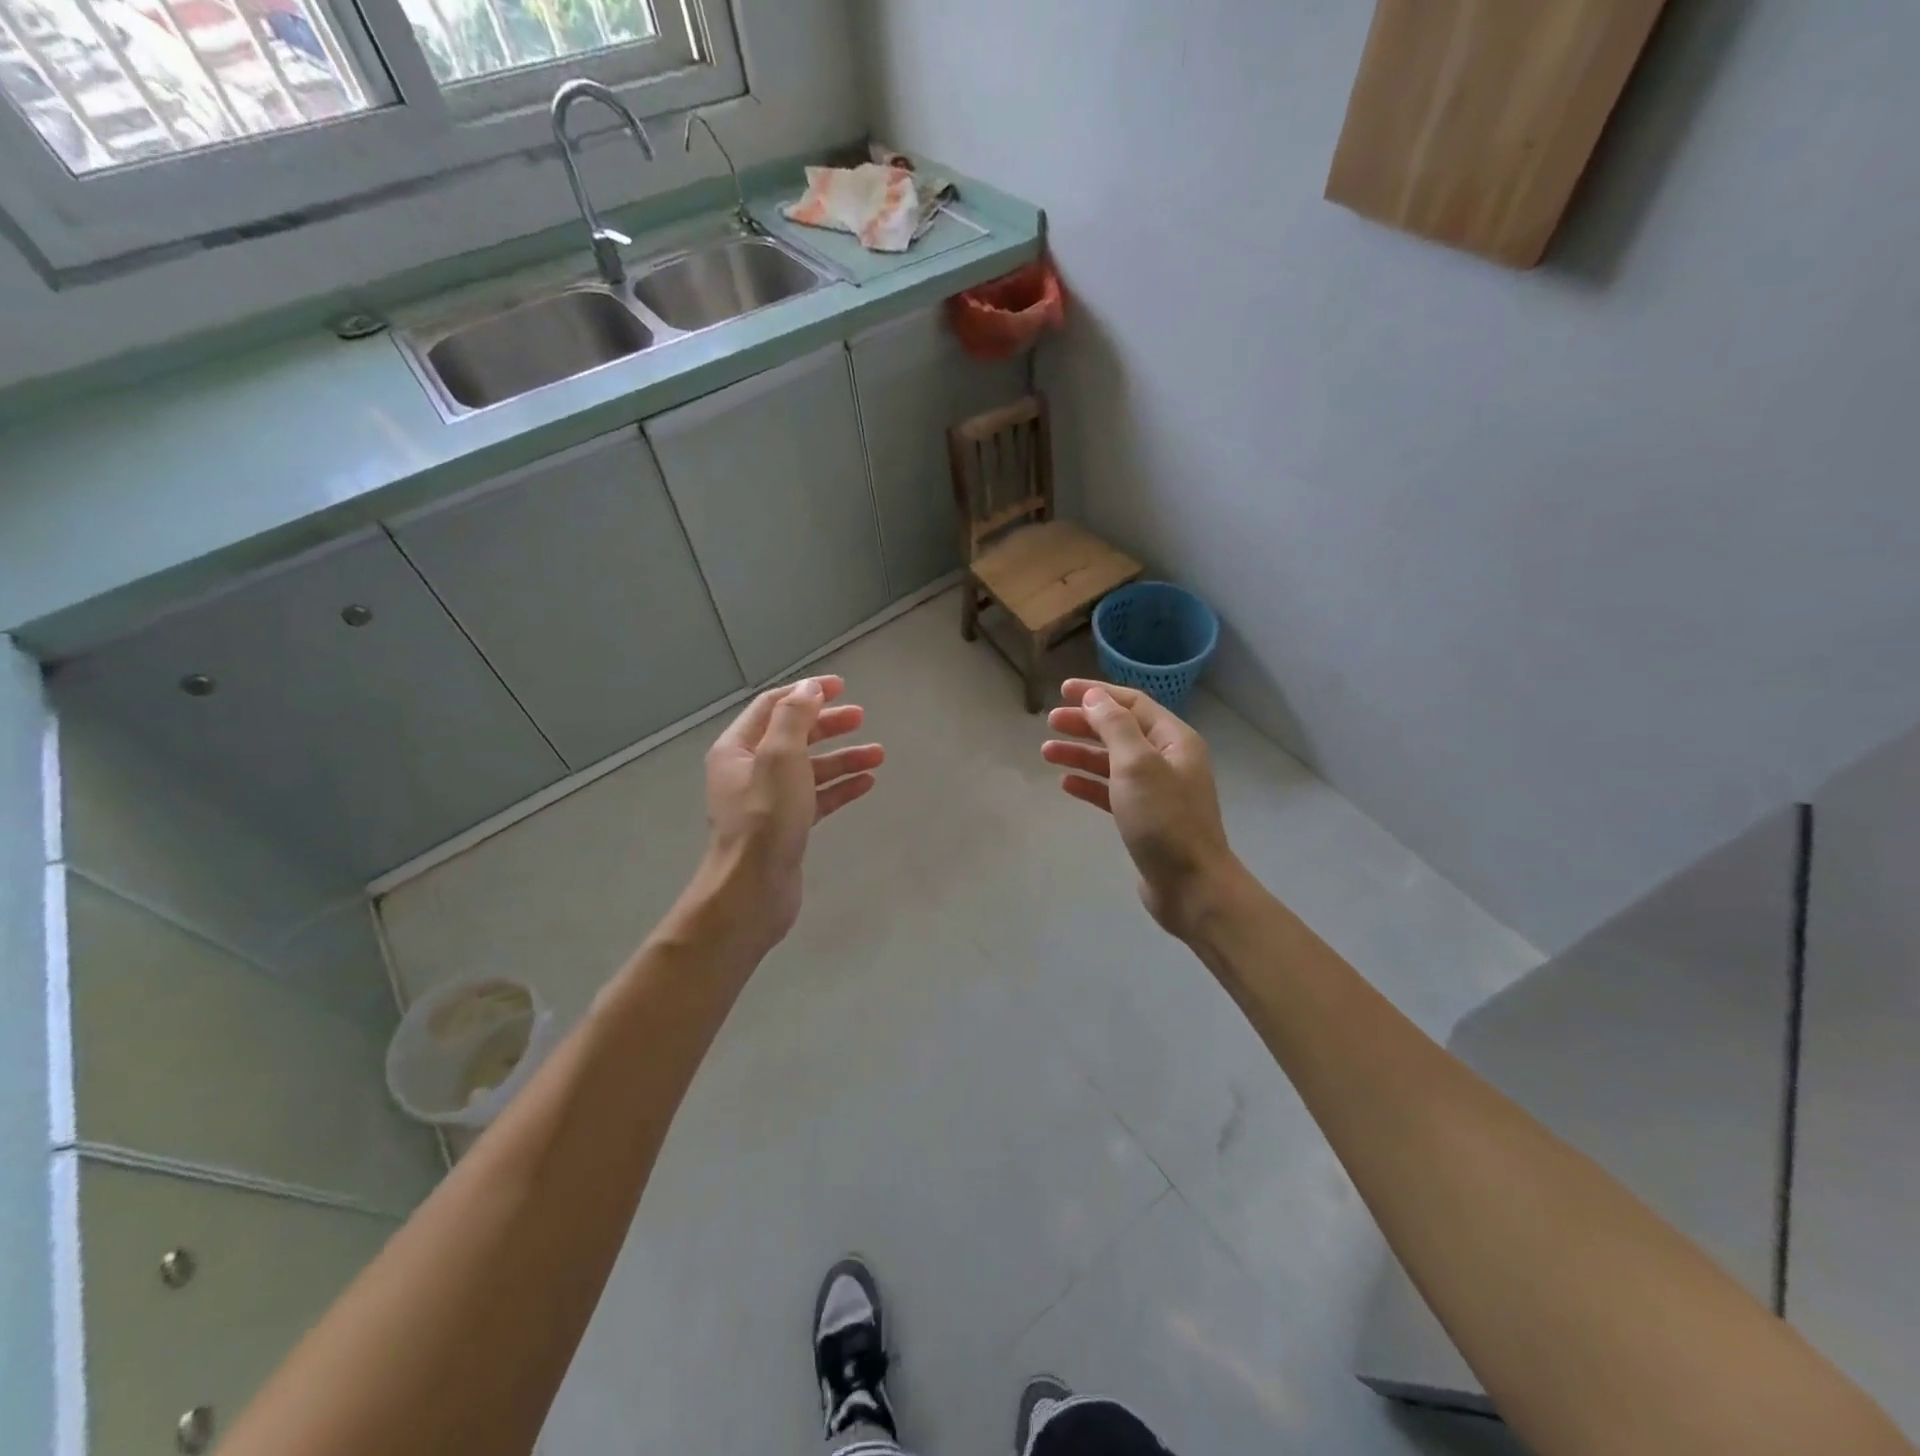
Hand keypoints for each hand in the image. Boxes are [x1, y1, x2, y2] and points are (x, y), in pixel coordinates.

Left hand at [696, 676, 882, 952]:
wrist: (752, 889)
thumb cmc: (765, 817)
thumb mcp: (779, 756)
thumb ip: (794, 717)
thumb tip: (809, 687)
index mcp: (737, 748)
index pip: (772, 706)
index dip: (806, 692)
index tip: (842, 686)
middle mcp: (748, 770)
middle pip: (793, 735)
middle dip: (827, 724)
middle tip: (861, 717)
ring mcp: (767, 801)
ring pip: (809, 768)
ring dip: (842, 757)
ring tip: (878, 754)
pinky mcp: (786, 826)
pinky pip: (816, 797)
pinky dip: (839, 788)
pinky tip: (866, 783)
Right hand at [1044, 680, 1243, 939]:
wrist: (1191, 886)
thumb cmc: (1164, 820)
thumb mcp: (1137, 765)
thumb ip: (1114, 726)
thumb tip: (1094, 696)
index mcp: (1174, 740)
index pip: (1133, 704)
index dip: (1098, 694)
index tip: (1062, 690)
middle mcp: (1168, 761)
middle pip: (1121, 731)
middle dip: (1085, 723)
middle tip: (1050, 722)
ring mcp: (1158, 791)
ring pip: (1113, 762)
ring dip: (1081, 753)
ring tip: (1046, 752)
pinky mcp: (1145, 819)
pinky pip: (1112, 791)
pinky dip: (1090, 784)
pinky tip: (1066, 784)